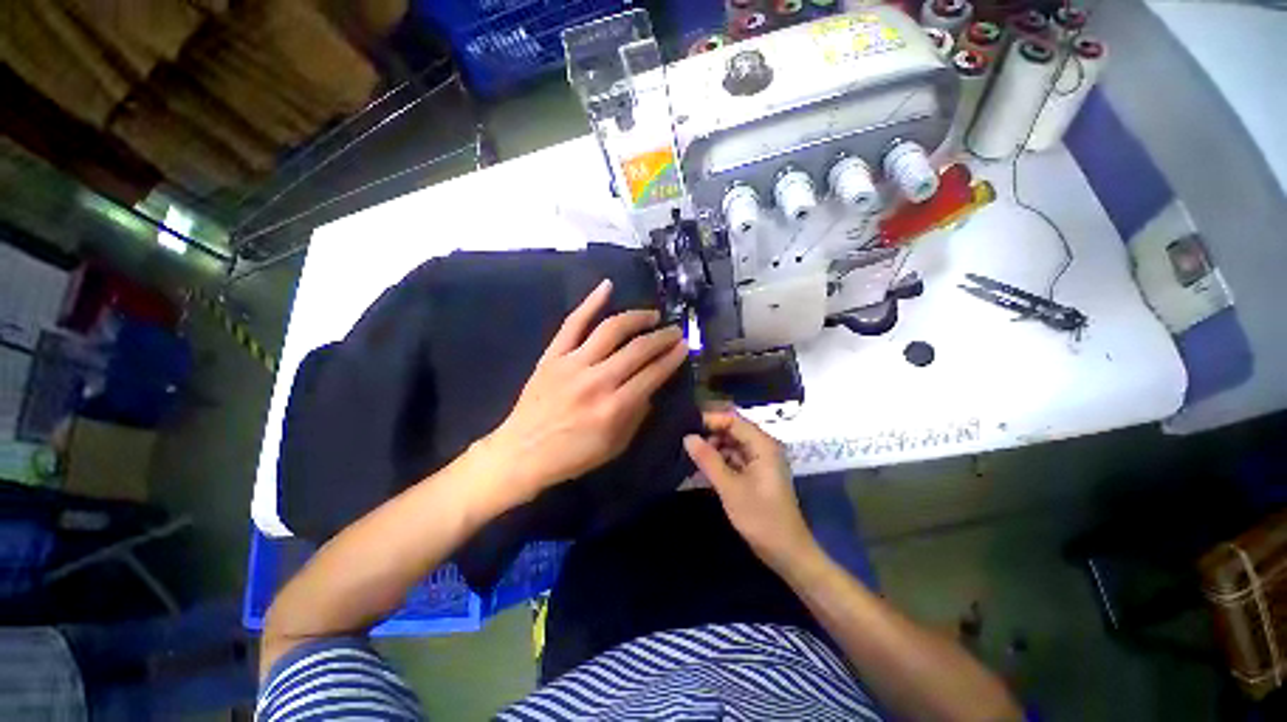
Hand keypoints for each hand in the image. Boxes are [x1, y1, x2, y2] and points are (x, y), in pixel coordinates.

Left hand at [478, 279, 688, 504]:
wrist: (523, 451)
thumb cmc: (572, 456)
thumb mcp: (614, 447)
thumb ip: (636, 417)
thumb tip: (650, 390)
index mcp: (615, 407)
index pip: (653, 374)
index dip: (673, 358)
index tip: (684, 347)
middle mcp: (597, 380)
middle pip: (638, 349)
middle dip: (662, 337)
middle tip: (674, 332)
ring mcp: (572, 364)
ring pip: (611, 329)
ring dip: (636, 318)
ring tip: (651, 316)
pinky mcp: (552, 356)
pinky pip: (573, 323)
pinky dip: (590, 302)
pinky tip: (608, 287)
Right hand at [683, 410, 817, 571]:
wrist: (783, 547)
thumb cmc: (759, 516)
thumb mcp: (729, 488)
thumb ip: (708, 460)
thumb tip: (688, 437)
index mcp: (764, 445)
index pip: (734, 420)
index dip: (710, 420)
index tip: (682, 424)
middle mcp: (765, 449)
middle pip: (735, 431)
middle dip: (710, 434)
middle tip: (680, 441)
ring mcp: (763, 464)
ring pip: (735, 447)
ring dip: (714, 450)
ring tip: (686, 455)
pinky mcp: (759, 478)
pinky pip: (738, 462)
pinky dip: (721, 463)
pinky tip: (701, 469)